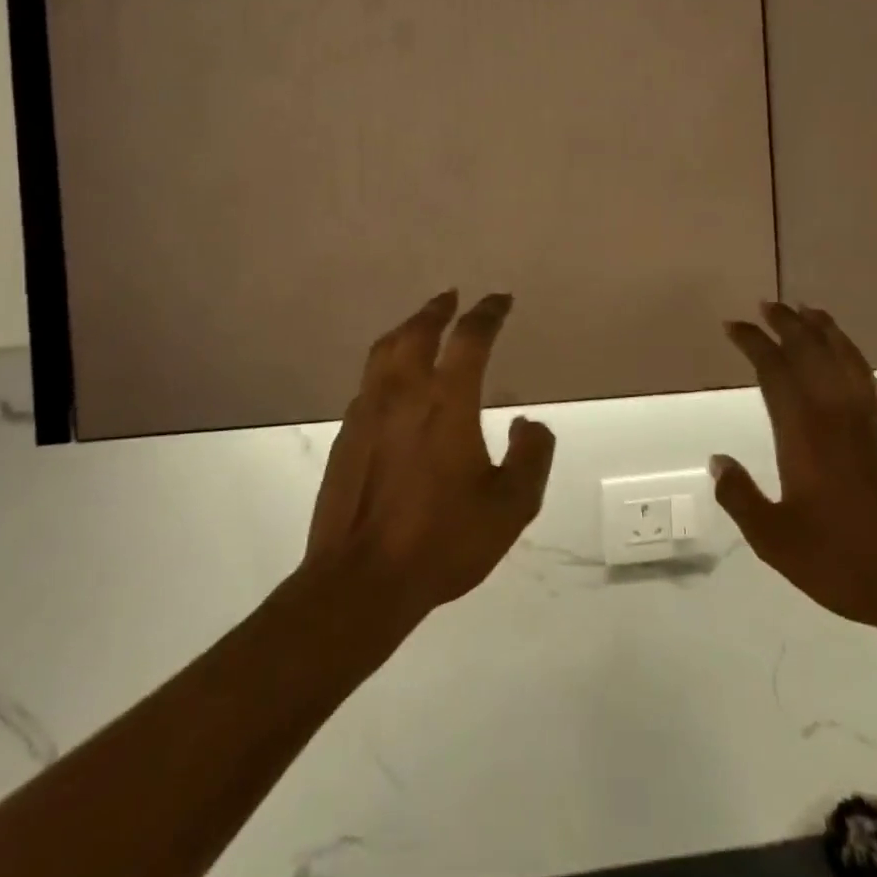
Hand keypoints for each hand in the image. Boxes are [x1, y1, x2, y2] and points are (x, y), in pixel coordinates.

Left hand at [304, 291, 556, 623]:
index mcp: (446, 401)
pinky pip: (369, 381)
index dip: (488, 313)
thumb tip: (528, 423)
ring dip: (407, 328)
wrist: (360, 580)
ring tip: (420, 324)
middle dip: (438, 309)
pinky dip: (386, 364)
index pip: (469, 338)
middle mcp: (403, 393)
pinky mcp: (346, 435)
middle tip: (452, 297)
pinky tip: (393, 380)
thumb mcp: (510, 507)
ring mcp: (367, 411)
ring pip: (384, 350)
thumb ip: (530, 457)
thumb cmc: (442, 541)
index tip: (500, 300)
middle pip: (417, 331)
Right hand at [711, 303, 876, 641]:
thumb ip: (740, 496)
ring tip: (808, 311)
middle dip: (787, 323)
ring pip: (846, 355)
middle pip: (812, 349)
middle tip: (767, 305)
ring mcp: (875, 418)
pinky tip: (848, 357)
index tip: (734, 326)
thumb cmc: (844, 560)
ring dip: (823, 329)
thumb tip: (718, 461)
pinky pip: (869, 376)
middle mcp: (840, 411)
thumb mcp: (774, 539)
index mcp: (805, 431)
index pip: (774, 368)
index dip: (753, 342)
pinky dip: (852, 355)